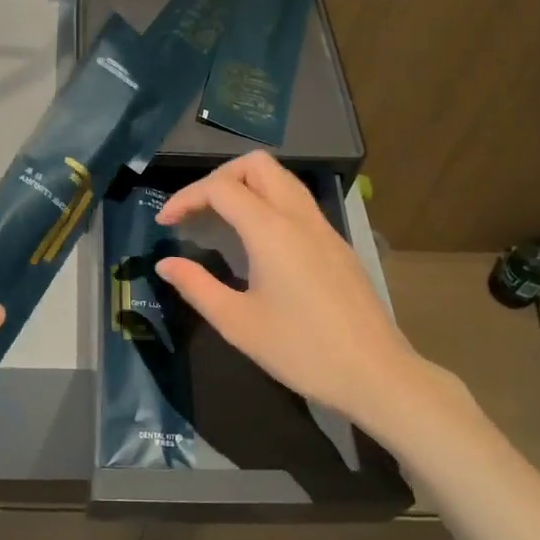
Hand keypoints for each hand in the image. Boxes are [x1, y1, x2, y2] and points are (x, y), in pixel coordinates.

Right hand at [155, 152, 471, 439]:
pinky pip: (297, 202)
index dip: (185, 198)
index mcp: (271, 230)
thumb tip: (165, 263)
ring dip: (246, 186)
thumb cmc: (301, 350)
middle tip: (197, 212)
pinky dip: (268, 203)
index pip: (220, 188)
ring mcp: (323, 227)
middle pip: (256, 165)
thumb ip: (196, 286)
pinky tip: (257, 242)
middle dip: (219, 178)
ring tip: (221, 220)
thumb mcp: (237, 323)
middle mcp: (299, 216)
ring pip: (281, 179)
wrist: (375, 373)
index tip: (164, 223)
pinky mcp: (336, 244)